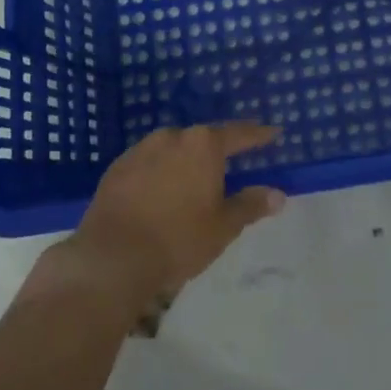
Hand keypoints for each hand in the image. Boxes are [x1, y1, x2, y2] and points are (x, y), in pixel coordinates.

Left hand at [67, 123, 284, 308]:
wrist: (112, 257)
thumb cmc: (178, 239)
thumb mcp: (223, 227)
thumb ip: (251, 205)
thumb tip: (278, 195)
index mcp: (203, 145)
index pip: (238, 134)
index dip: (257, 135)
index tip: (271, 133)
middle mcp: (172, 137)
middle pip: (202, 139)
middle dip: (215, 151)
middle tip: (228, 165)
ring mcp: (140, 150)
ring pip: (171, 149)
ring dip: (184, 161)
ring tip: (190, 181)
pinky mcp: (116, 168)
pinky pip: (147, 163)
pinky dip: (158, 173)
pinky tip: (158, 193)